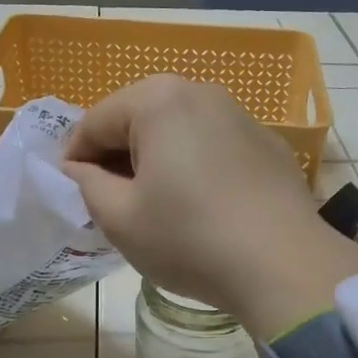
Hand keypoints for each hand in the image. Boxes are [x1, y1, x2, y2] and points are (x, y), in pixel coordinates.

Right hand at [63, 75, 357, 337]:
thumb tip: (80, 168)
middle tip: (113, 203)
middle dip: (119, 157)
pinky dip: (196, 167)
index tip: (74, 194)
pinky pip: (214, 147)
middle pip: (138, 119)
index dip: (75, 159)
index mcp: (158, 100)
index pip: (95, 122)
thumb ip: (86, 185)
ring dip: (158, 161)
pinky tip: (202, 208)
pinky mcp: (268, 145)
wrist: (283, 264)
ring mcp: (241, 116)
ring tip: (156, 207)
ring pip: (178, 132)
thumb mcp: (120, 218)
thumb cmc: (190, 239)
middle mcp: (201, 93)